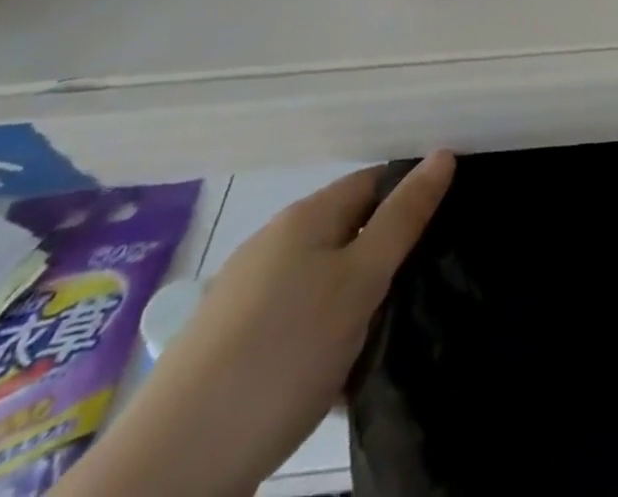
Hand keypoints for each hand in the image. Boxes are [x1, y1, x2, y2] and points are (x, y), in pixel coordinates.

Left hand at [59, 154, 454, 496]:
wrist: (170, 470)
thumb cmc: (282, 354)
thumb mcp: (360, 281)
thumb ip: (404, 217)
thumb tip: (443, 153)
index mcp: (305, 217)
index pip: (374, 181)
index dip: (411, 195)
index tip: (446, 226)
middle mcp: (272, 244)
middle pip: (348, 229)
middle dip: (386, 252)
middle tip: (424, 283)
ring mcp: (246, 296)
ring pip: (323, 279)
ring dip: (357, 298)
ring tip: (388, 331)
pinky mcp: (230, 347)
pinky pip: (297, 321)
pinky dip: (324, 334)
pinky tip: (339, 371)